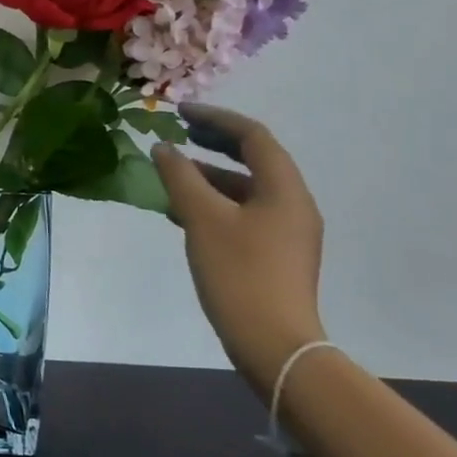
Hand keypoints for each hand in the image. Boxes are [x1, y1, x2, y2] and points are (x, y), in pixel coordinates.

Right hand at [149, 103, 326, 393]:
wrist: (274, 344)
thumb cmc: (240, 274)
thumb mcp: (203, 219)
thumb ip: (180, 178)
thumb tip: (163, 148)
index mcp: (284, 190)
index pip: (253, 136)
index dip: (216, 118)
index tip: (180, 112)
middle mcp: (292, 204)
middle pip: (254, 159)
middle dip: (214, 143)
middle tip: (178, 133)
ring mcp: (286, 232)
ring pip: (245, 188)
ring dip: (209, 175)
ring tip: (171, 175)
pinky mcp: (275, 255)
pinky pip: (243, 213)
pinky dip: (214, 203)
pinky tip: (182, 213)